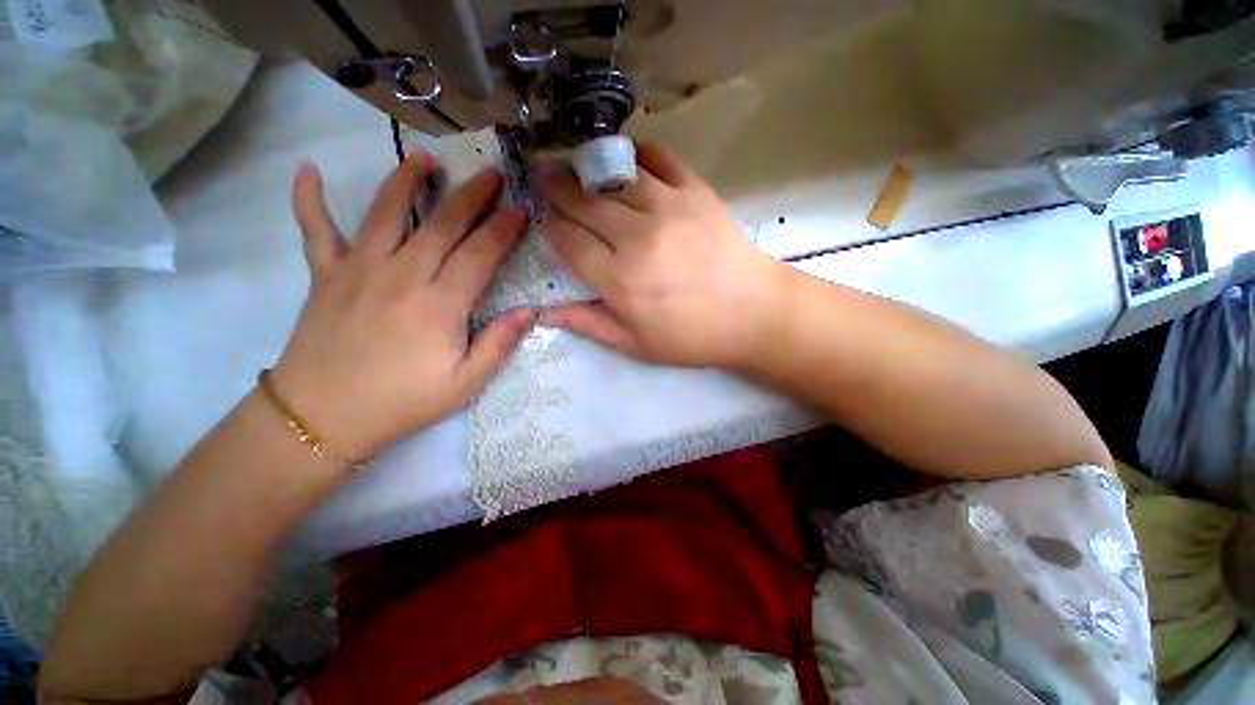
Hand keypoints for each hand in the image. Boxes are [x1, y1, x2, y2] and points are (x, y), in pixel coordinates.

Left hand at [271, 150, 536, 461]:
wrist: (322, 418)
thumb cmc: (402, 403)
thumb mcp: (464, 384)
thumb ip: (499, 344)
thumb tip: (531, 311)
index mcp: (440, 304)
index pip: (480, 254)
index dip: (503, 229)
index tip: (520, 209)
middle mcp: (402, 275)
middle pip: (442, 224)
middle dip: (472, 196)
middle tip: (491, 173)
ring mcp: (358, 270)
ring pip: (386, 213)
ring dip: (407, 179)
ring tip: (425, 157)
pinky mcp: (325, 275)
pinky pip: (315, 230)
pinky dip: (308, 199)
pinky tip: (307, 171)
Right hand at [539, 143, 790, 367]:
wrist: (754, 314)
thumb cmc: (693, 336)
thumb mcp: (638, 345)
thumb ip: (591, 324)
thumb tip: (547, 313)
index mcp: (620, 281)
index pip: (571, 244)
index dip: (552, 229)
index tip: (544, 221)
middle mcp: (638, 238)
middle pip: (586, 205)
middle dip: (559, 190)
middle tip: (543, 177)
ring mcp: (669, 208)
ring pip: (617, 178)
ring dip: (590, 170)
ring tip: (575, 164)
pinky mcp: (697, 192)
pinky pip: (662, 161)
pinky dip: (641, 153)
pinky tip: (628, 155)